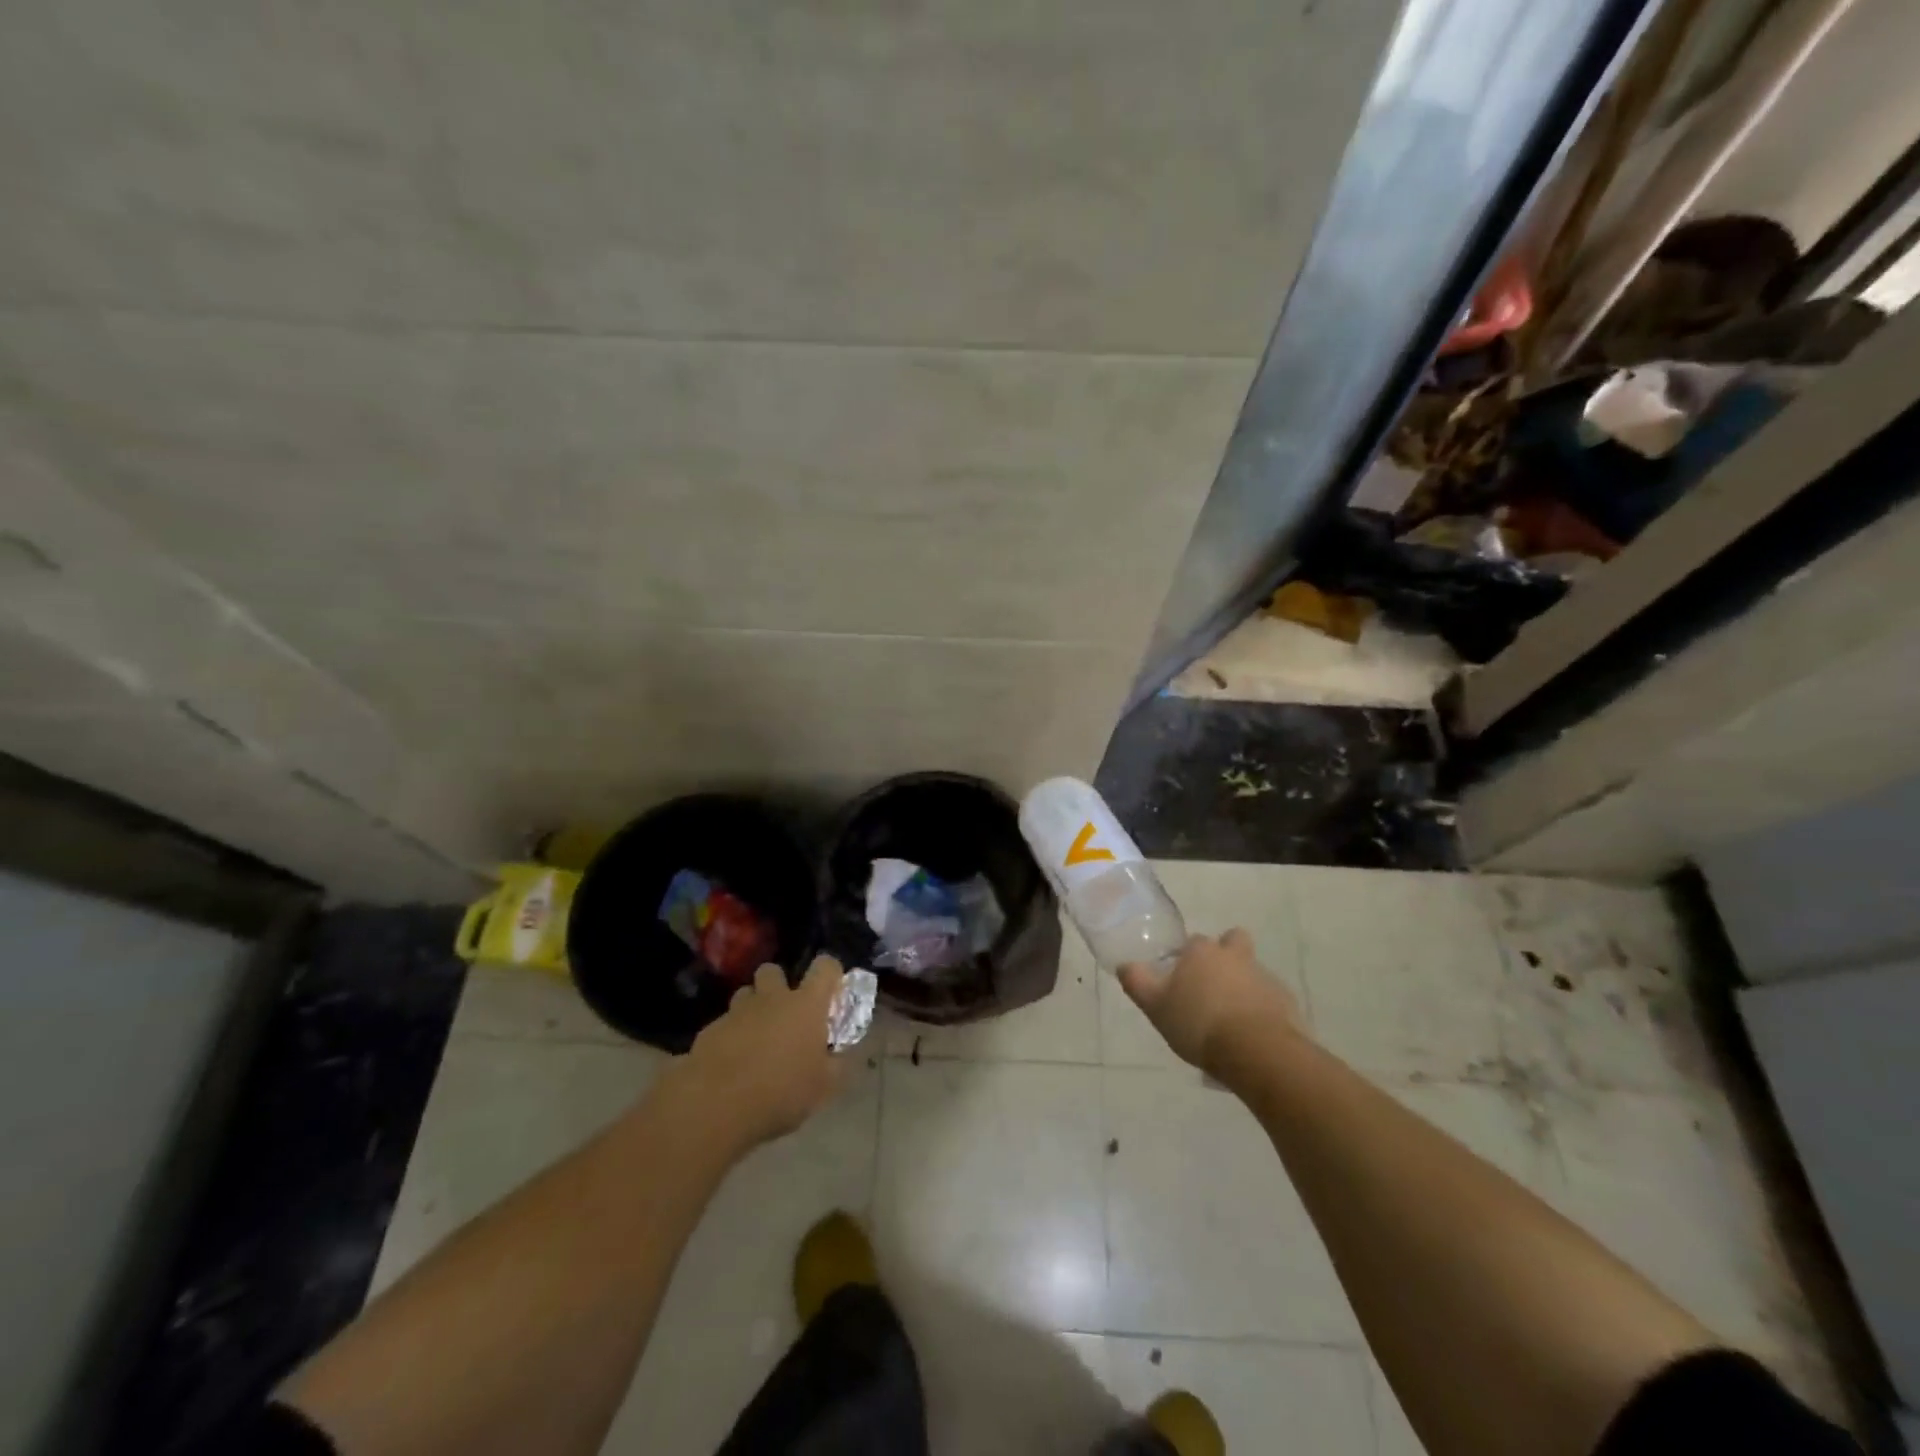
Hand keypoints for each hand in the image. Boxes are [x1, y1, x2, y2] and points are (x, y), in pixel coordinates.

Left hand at [671, 956, 846, 1151]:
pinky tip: (730, 1063)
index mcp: (806, 1005)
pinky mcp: (710, 1030)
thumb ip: (835, 1064)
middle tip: (784, 1014)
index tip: (831, 991)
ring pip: (746, 994)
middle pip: (773, 970)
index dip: (830, 973)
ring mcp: (738, 1011)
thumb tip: (837, 1055)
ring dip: (752, 1008)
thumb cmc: (781, 1092)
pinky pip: (724, 1024)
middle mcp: (772, 998)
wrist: (716, 1106)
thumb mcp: (823, 1087)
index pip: (825, 967)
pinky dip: (730, 1035)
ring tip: (755, 1037)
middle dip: (778, 985)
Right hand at [1119, 929, 1302, 1086]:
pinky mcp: (1286, 1002)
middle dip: (1226, 954)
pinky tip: (1250, 1034)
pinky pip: (1270, 999)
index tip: (1181, 979)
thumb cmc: (1199, 1023)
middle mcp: (1235, 956)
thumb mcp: (1155, 1006)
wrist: (1257, 1052)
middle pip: (1233, 942)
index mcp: (1203, 952)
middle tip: (1212, 986)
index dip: (1187, 957)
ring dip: (1242, 985)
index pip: (1193, 941)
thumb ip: (1137, 982)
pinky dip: (1261, 1009)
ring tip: (1230, 1019)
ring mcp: (1264, 977)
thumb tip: (1125, 964)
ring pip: (1251, 971)